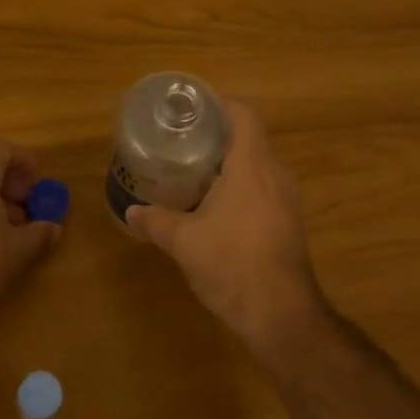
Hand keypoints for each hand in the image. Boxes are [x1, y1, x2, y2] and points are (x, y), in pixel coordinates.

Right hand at [127, 101, 325, 350]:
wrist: (281, 314)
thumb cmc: (232, 265)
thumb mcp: (183, 242)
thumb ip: (155, 221)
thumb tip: (131, 212)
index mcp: (252, 166)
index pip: (244, 114)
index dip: (219, 104)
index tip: (191, 109)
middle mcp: (275, 175)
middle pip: (249, 139)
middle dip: (215, 137)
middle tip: (181, 142)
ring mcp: (286, 200)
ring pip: (256, 166)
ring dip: (227, 165)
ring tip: (192, 173)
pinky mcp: (288, 222)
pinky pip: (262, 190)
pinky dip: (238, 188)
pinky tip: (214, 208)